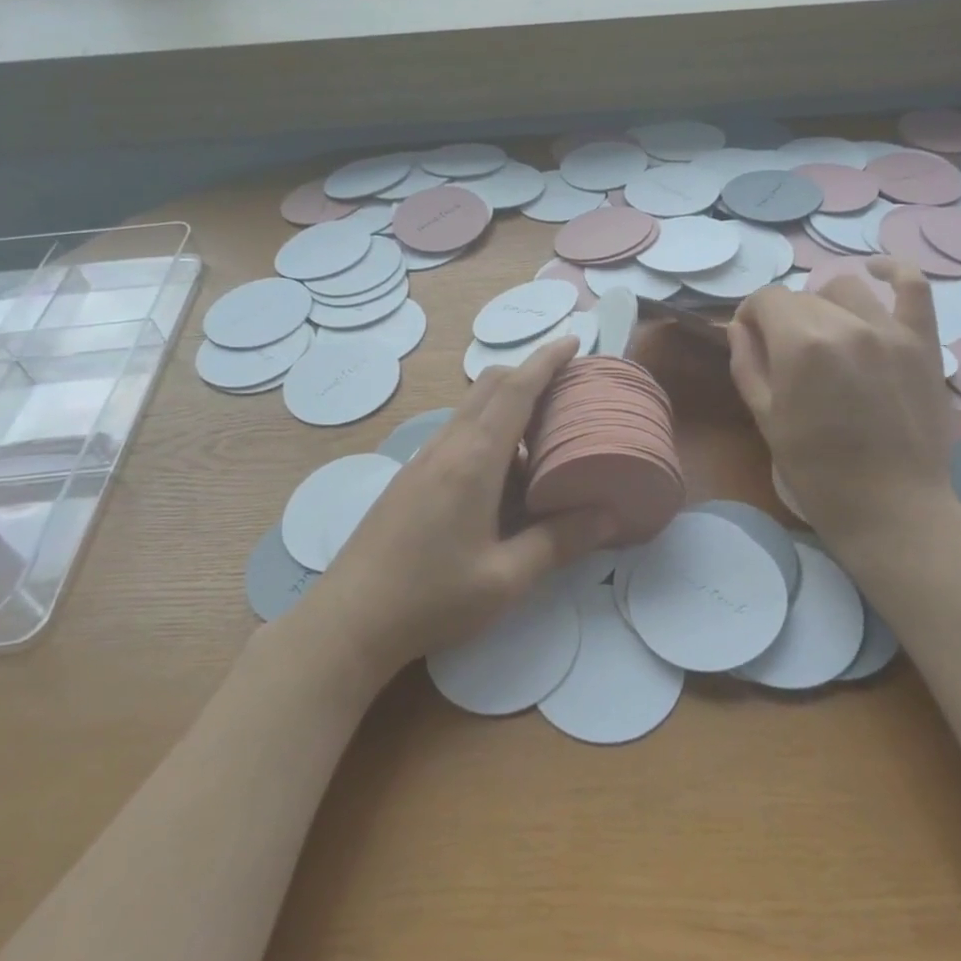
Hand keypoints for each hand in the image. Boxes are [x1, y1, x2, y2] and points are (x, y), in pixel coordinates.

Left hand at [311, 338, 616, 676]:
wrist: (349, 620)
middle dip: (529, 375)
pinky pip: (457, 435)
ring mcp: (423, 461)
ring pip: (471, 411)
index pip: (515, 389)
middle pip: (490, 387)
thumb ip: (559, 541)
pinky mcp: (411, 479)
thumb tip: (610, 516)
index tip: (573, 340)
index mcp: (473, 460)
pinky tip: (504, 476)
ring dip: (508, 406)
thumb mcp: (506, 578)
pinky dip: (488, 433)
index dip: (546, 361)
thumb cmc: (431, 598)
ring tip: (545, 436)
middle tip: (568, 391)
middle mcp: (446, 447)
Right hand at [727, 256, 955, 546]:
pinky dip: (893, 272)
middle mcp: (845, 324)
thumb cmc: (817, 471)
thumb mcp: (766, 418)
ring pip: (845, 289)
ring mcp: (890, 330)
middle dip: (783, 319)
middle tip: (785, 355)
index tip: (749, 341)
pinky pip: (913, 287)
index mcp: (800, 344)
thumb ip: (747, 364)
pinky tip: (877, 272)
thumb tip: (740, 329)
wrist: (891, 508)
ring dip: (825, 303)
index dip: (750, 316)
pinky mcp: (923, 342)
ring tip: (825, 334)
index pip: (765, 300)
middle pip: (802, 296)